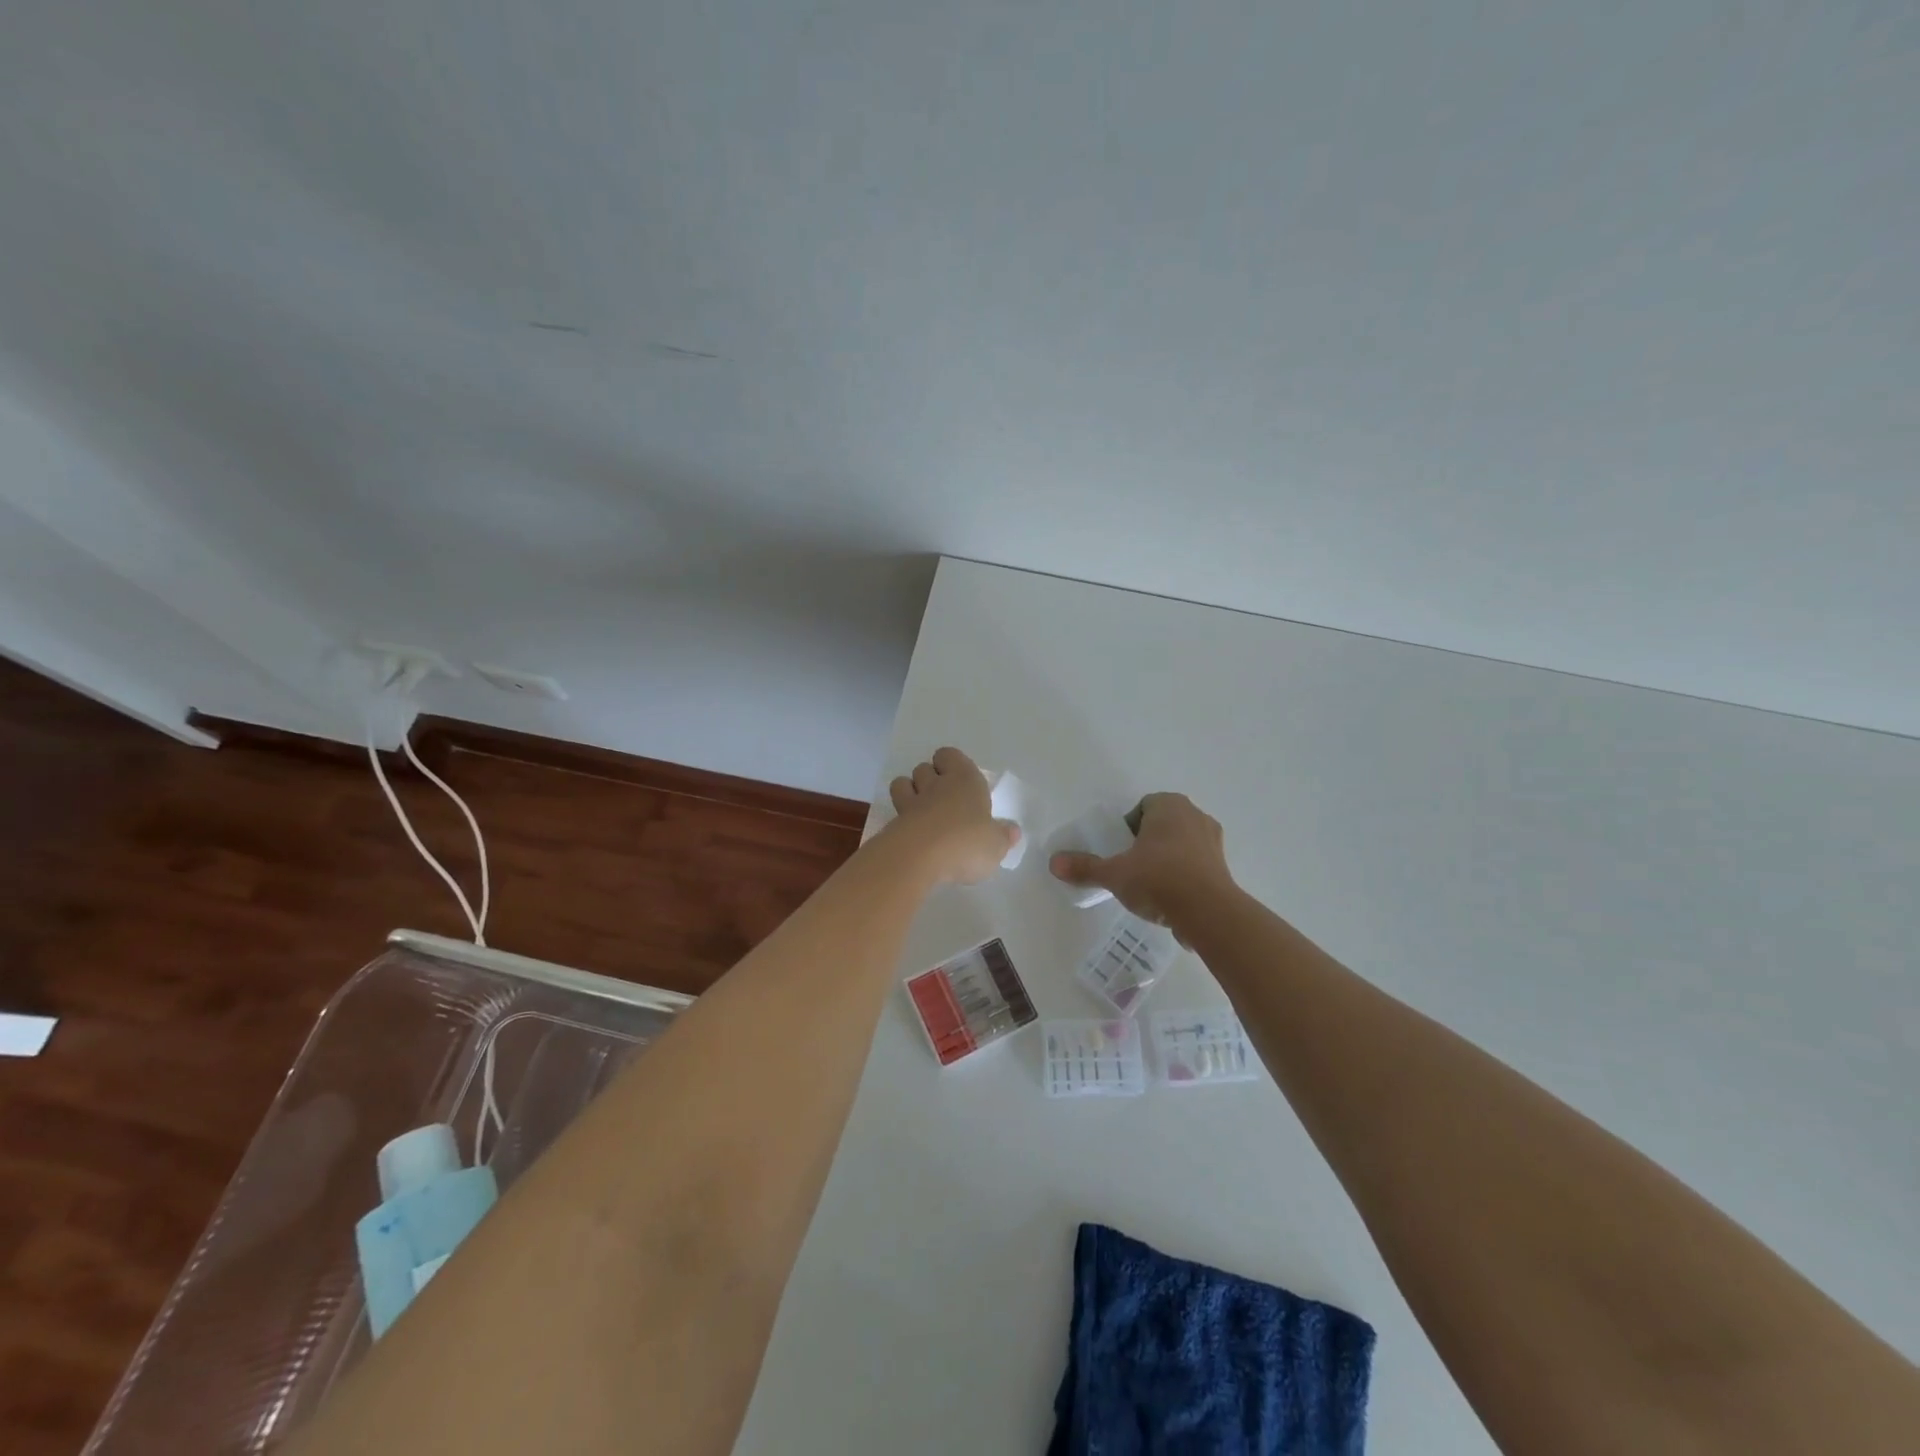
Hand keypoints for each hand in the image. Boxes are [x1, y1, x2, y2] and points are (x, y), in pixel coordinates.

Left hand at [885, 747, 1020, 885]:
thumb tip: (1012, 830)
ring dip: (909, 793)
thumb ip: (1004, 836)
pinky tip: (912, 836)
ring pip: (903, 783)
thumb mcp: (996, 845)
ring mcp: (910, 803)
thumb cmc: (966, 843)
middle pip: (924, 767)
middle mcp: (936, 785)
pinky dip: (901, 820)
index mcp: (965, 780)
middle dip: (929, 779)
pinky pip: (894, 813)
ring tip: (922, 813)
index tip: (959, 782)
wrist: (919, 858)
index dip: (951, 764)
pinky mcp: (893, 823)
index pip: (950, 755)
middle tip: (943, 801)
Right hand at [1049, 792, 1232, 940]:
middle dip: (1147, 842)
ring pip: (1182, 844)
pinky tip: (1171, 899)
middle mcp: (1195, 815)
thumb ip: (1085, 867)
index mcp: (1169, 805)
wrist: (1208, 913)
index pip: (1143, 807)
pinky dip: (1184, 876)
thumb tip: (1053, 863)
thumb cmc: (1157, 879)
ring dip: (1167, 859)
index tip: (1119, 850)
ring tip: (1150, 886)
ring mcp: (1213, 841)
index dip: (1128, 827)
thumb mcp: (1114, 874)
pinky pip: (1197, 865)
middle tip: (1131, 867)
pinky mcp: (1224, 867)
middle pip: (1163, 824)